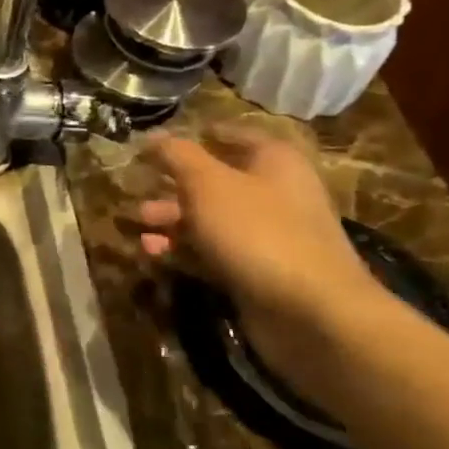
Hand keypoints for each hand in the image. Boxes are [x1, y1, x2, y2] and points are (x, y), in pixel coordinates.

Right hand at [134, 127, 379, 364]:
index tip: (157, 144)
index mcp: (274, 161)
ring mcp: (267, 236)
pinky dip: (182, 251)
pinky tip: (152, 254)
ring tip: (138, 226)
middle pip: (215, 181)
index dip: (196, 136)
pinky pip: (212, 253)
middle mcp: (275, 193)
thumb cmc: (258, 231)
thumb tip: (152, 136)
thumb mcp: (208, 184)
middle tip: (137, 191)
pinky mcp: (256, 272)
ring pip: (210, 220)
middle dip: (173, 186)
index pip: (232, 135)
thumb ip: (177, 156)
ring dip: (172, 221)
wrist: (311, 313)